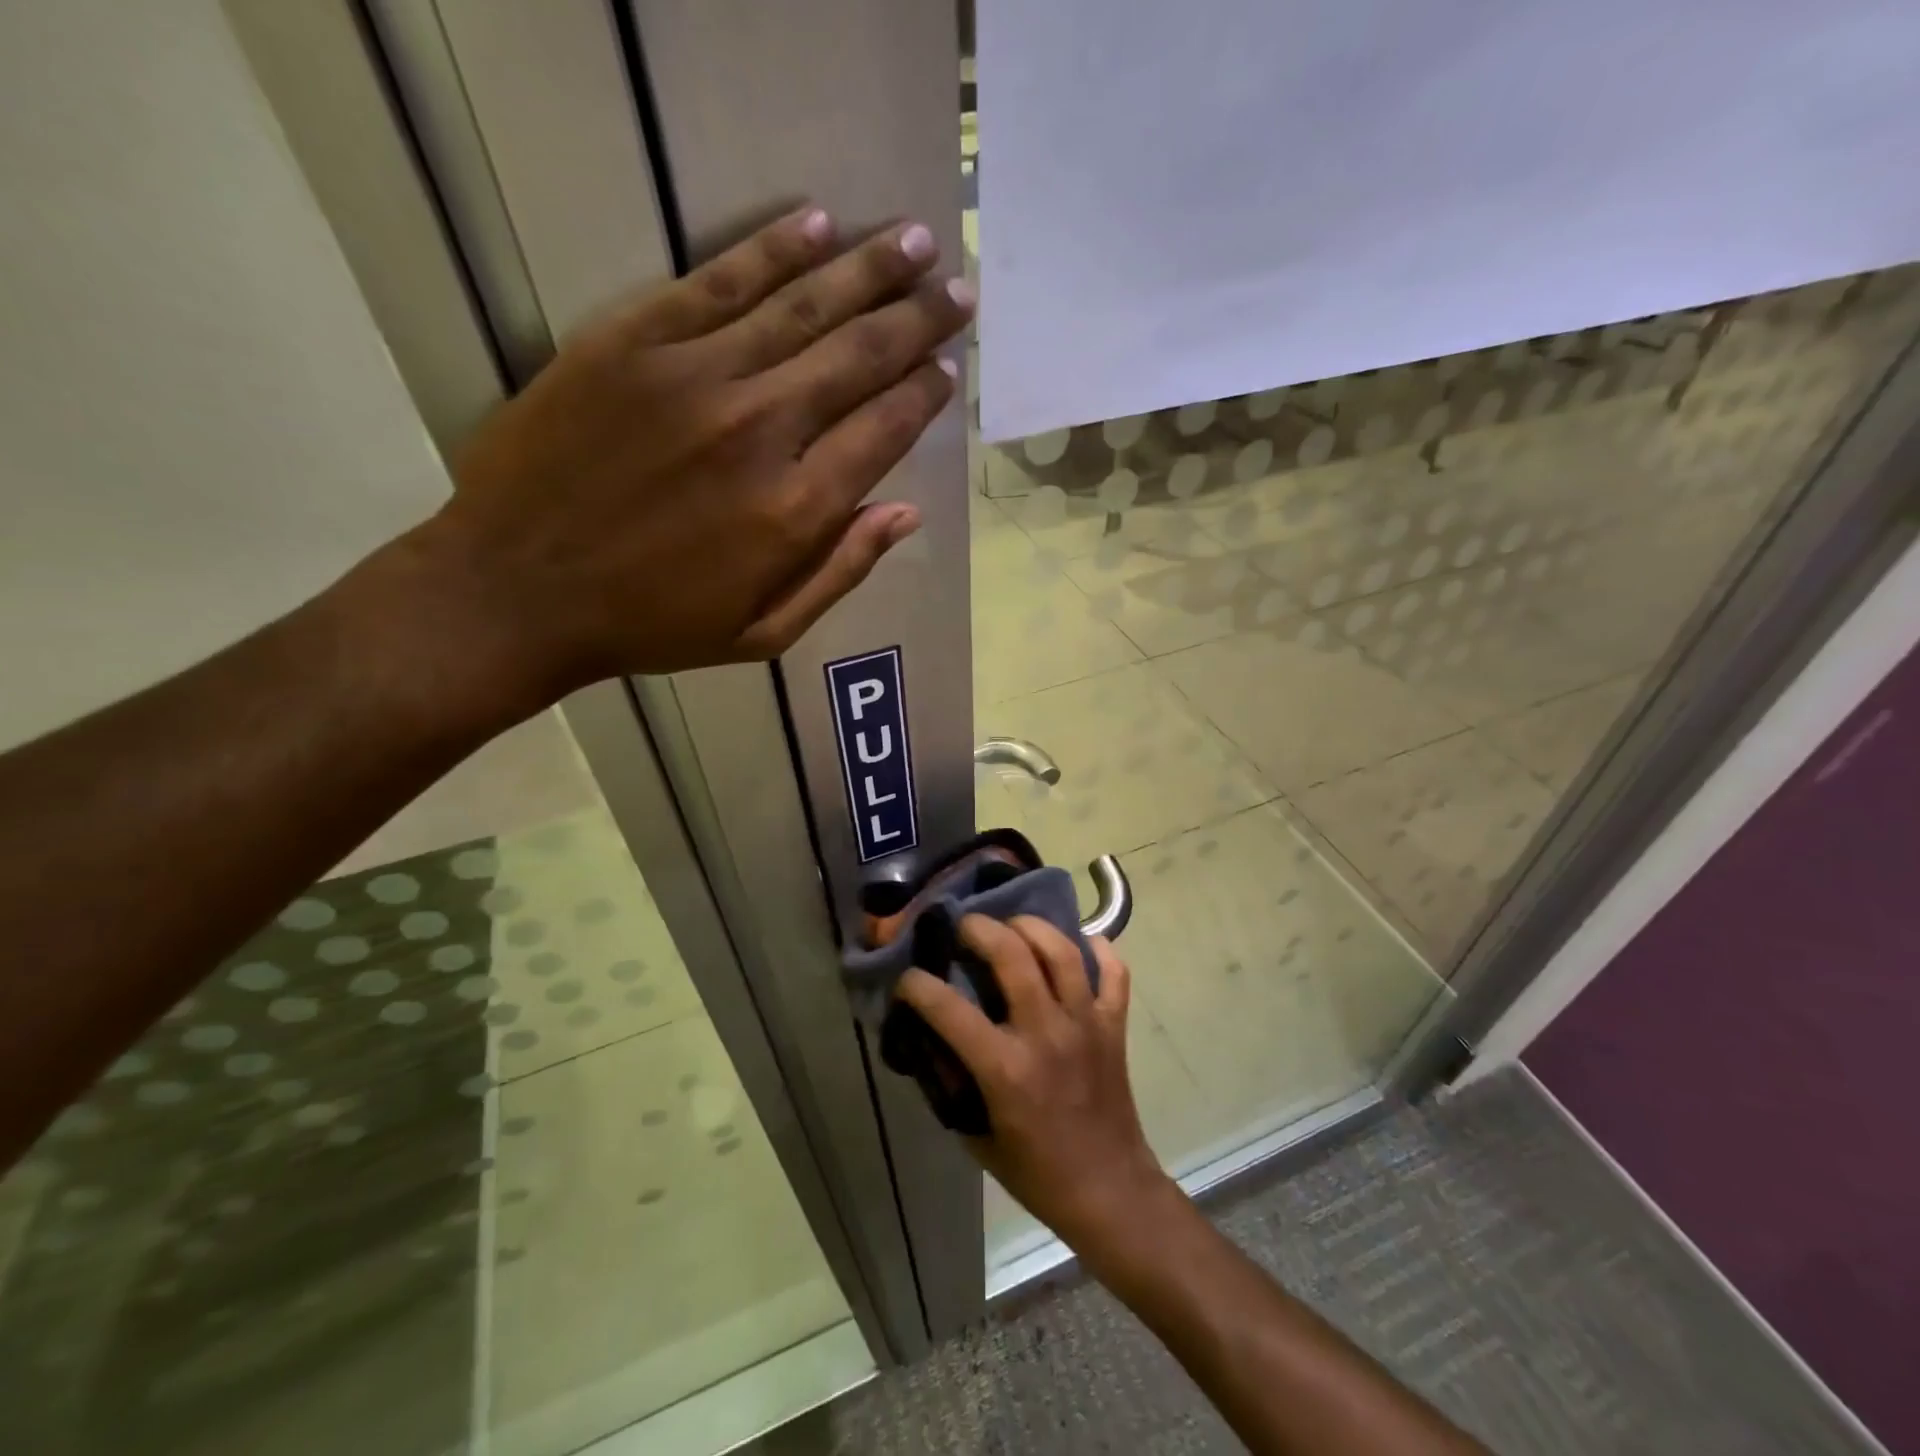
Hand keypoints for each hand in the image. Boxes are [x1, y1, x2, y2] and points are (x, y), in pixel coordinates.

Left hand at [413, 206, 972, 692]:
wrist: (516, 591)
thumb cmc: (651, 625)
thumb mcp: (763, 632)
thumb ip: (841, 571)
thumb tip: (907, 513)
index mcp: (794, 512)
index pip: (883, 430)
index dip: (924, 394)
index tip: (949, 368)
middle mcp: (759, 431)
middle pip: (859, 357)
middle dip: (919, 320)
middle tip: (960, 292)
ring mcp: (694, 376)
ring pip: (802, 306)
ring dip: (868, 268)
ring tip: (918, 242)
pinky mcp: (631, 341)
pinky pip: (718, 280)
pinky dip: (772, 249)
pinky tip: (817, 224)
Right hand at [896, 916, 1174, 1255]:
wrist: (1110, 1191)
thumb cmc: (1037, 1172)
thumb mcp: (976, 1136)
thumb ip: (952, 1084)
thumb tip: (929, 1042)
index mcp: (1005, 1068)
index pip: (949, 1009)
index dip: (917, 986)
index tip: (907, 979)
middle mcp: (1046, 1034)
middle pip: (1013, 955)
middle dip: (980, 929)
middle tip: (965, 925)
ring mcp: (1086, 1024)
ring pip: (1062, 952)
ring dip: (1033, 927)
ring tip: (1013, 925)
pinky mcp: (1115, 1025)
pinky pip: (1114, 972)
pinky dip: (1099, 950)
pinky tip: (1080, 943)